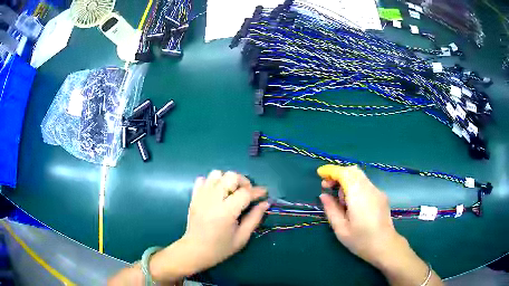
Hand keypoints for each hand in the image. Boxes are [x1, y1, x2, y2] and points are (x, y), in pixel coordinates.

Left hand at [180, 170, 269, 271]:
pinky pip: (202, 179)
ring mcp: (201, 196)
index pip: (245, 193)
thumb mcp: (242, 237)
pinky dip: (212, 182)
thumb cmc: (220, 248)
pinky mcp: (194, 197)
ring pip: (216, 174)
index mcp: (226, 212)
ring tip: (231, 192)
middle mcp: (213, 200)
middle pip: (230, 177)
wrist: (195, 250)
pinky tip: (216, 193)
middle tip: (247, 194)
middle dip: (243, 182)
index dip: (257, 191)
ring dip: (227, 180)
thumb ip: (254, 218)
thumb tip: (265, 203)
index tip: (264, 194)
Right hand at [317, 165, 403, 266]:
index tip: (320, 175)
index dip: (331, 171)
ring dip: (346, 180)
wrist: (385, 246)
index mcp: (358, 195)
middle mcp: (369, 188)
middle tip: (327, 187)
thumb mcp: (341, 228)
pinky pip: (365, 184)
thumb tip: (324, 195)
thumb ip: (331, 209)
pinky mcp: (381, 196)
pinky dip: (355, 186)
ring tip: (340, 200)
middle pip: (353, 171)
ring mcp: (377, 191)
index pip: (344, 173)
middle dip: (338, 174)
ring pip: (360, 176)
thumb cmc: (361, 240)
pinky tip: (352, 203)